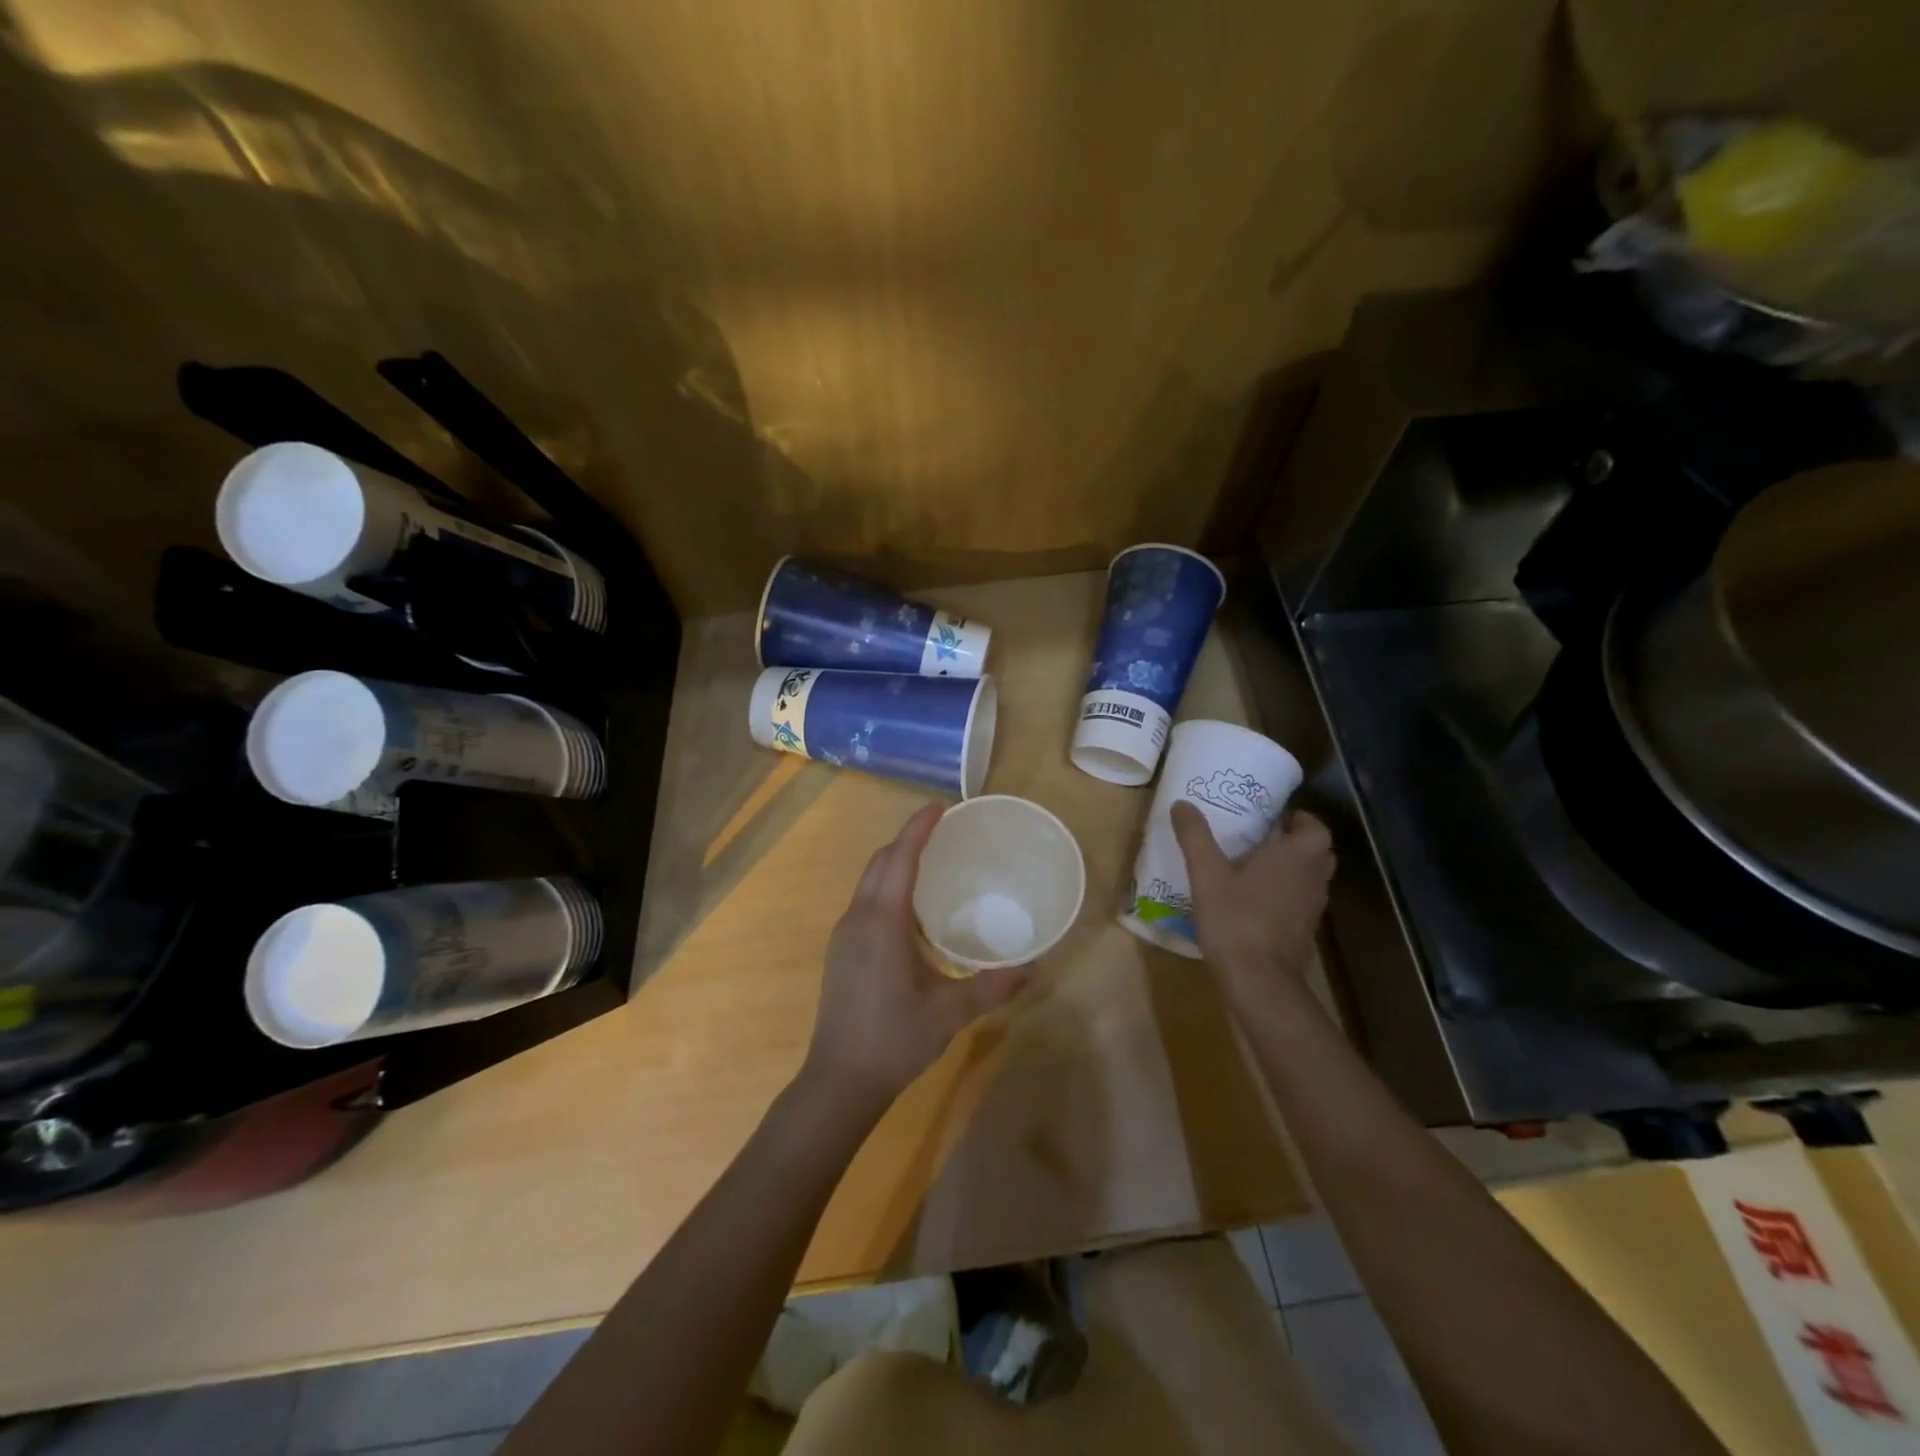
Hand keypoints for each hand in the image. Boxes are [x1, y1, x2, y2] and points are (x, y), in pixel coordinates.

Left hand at [802, 803, 1032, 1111]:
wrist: (839, 1080)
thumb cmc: (895, 1039)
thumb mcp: (951, 1011)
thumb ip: (994, 986)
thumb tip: (1036, 968)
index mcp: (883, 921)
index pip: (900, 857)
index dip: (919, 827)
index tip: (941, 806)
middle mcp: (858, 918)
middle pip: (880, 862)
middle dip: (907, 840)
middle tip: (943, 831)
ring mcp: (844, 935)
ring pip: (869, 882)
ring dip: (895, 864)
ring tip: (931, 864)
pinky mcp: (840, 952)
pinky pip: (865, 903)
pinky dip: (888, 890)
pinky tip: (913, 914)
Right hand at [1171, 802, 1334, 1008]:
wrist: (1259, 982)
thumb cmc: (1236, 919)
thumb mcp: (1207, 874)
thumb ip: (1195, 836)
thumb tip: (1182, 803)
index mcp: (1297, 855)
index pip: (1315, 825)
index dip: (1298, 818)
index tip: (1271, 817)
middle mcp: (1314, 877)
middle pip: (1315, 850)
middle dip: (1293, 841)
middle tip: (1259, 838)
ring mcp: (1314, 907)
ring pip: (1309, 876)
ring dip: (1290, 868)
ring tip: (1253, 866)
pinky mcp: (1305, 931)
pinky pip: (1300, 900)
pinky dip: (1285, 894)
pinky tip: (1253, 900)